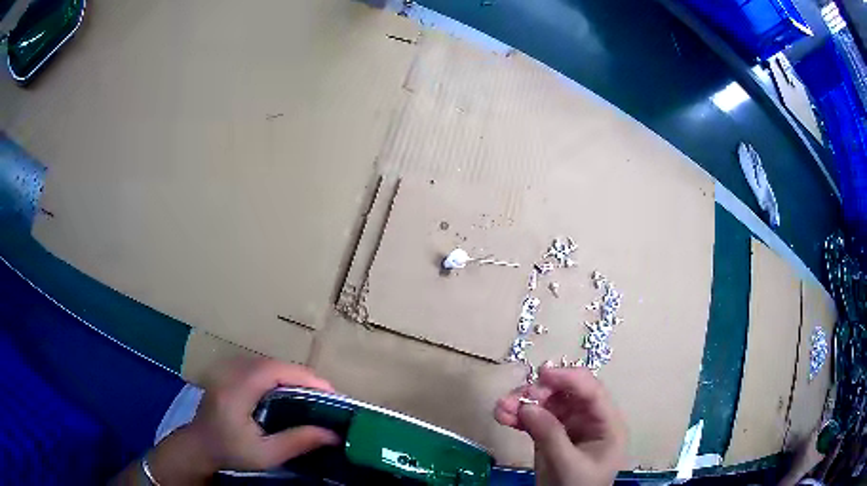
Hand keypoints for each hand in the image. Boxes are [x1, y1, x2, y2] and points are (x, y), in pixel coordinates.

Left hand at [146, 357, 338, 484]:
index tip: (331, 392)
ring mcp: (228, 370)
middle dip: (303, 376)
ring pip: (267, 363)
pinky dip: (280, 375)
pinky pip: (259, 367)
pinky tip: (290, 390)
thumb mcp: (265, 454)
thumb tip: (333, 434)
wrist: (199, 445)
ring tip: (314, 393)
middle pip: (273, 363)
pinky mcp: (229, 373)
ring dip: (292, 374)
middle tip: (327, 396)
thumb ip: (297, 441)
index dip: (305, 377)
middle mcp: (232, 373)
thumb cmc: (231, 452)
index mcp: (237, 390)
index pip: (274, 371)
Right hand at [494, 367, 626, 485]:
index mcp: (607, 424)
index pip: (592, 392)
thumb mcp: (567, 465)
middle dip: (539, 393)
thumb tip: (528, 407)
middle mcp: (590, 420)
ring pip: (548, 405)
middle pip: (567, 395)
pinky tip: (502, 416)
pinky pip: (536, 419)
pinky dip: (519, 417)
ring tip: (500, 408)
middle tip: (516, 399)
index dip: (569, 378)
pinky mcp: (552, 435)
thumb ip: (551, 435)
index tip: (542, 374)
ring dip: (523, 403)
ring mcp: (570, 427)